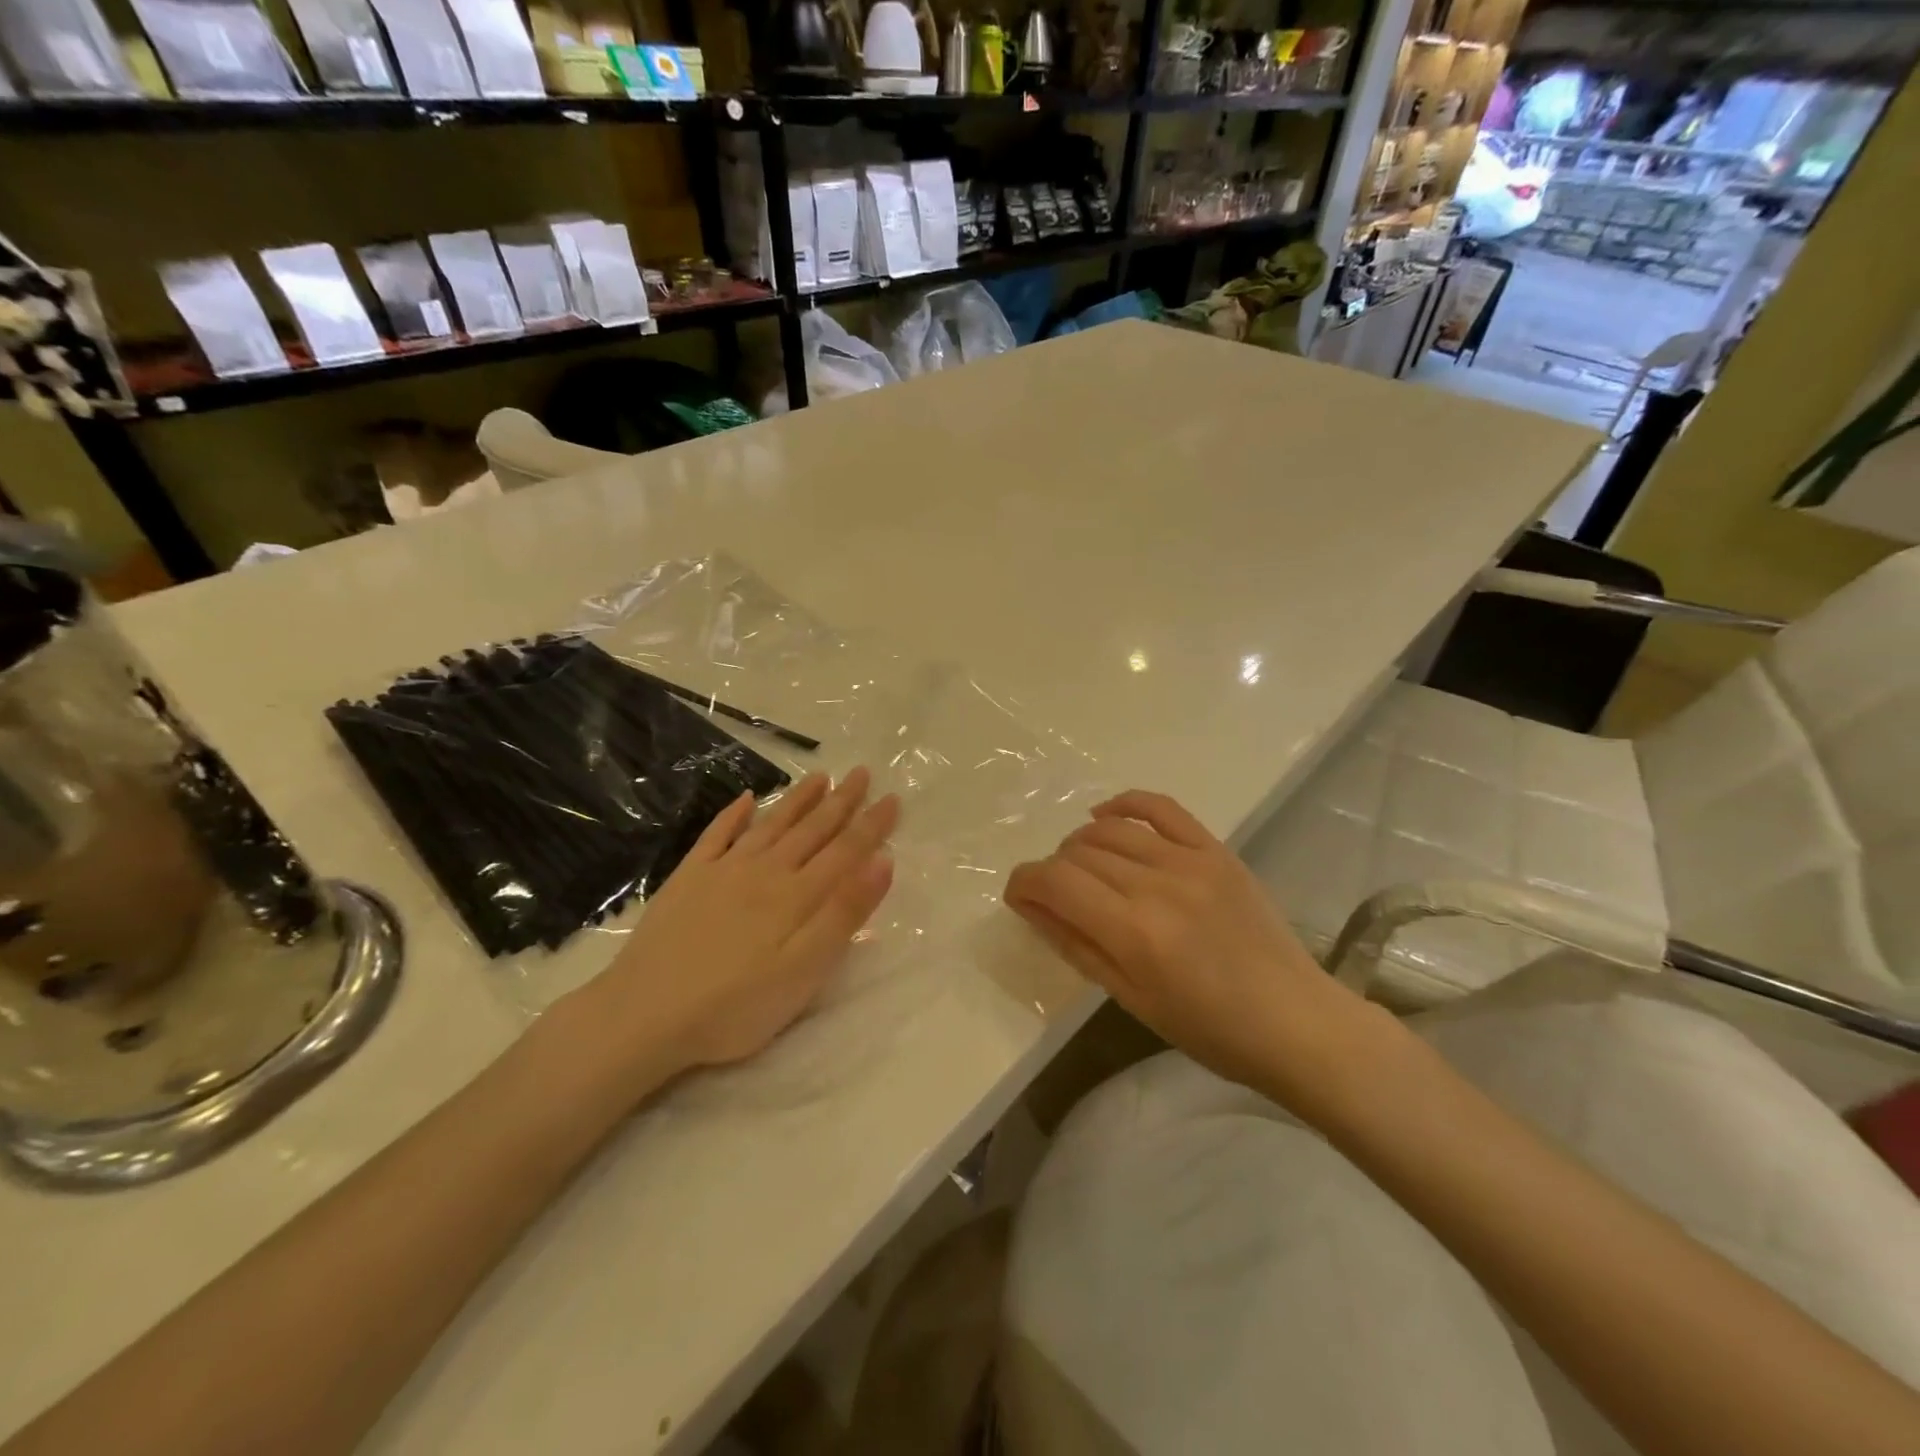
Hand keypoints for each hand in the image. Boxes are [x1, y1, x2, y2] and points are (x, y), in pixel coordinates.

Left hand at [564, 768, 898, 1090]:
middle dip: (841, 801)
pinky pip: (716, 836)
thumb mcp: (804, 971)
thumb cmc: (735, 1005)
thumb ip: (844, 914)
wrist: (644, 1015)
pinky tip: (745, 798)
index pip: (846, 851)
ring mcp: (723, 871)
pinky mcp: (688, 879)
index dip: (872, 825)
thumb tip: (882, 861)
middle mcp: (765, 872)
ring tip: (820, 776)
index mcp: (797, 896)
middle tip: (861, 773)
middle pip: (812, 830)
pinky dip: (733, 815)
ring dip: (798, 800)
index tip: (893, 798)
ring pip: (771, 825)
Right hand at [1003, 790, 1382, 1107]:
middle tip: (1055, 897)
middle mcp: (1157, 885)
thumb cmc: (1210, 1030)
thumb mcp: (1131, 999)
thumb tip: (1030, 905)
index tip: (1017, 895)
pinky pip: (1160, 807)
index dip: (1023, 882)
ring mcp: (1190, 860)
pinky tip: (1104, 815)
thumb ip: (1076, 945)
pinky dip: (1124, 804)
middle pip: (1078, 853)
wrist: (1296, 1021)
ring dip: (1080, 844)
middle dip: (1052, 871)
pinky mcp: (1215, 850)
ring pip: (1110, 830)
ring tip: (1080, 868)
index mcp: (1135, 932)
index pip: (1056, 882)